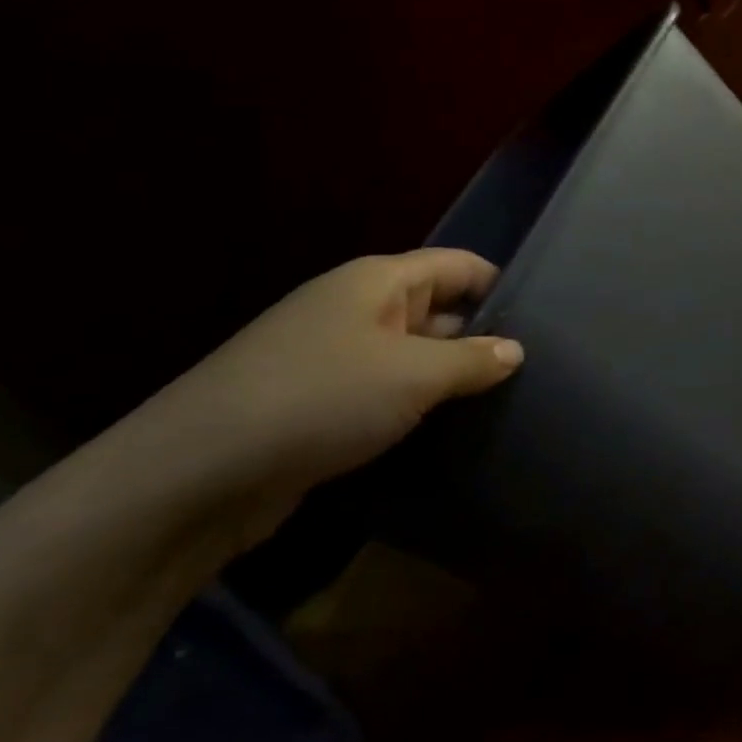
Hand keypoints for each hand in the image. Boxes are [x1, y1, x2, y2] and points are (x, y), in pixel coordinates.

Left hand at [104, 250, 523, 518]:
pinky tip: (451, 430)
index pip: (458, 265)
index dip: (501, 285)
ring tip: (507, 401)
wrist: (195, 475)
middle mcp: (357, 309)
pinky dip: (417, 405)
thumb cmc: (320, 399)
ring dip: (450, 376)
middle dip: (482, 335)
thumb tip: (515, 351)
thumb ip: (472, 360)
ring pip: (412, 355)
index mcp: (378, 281)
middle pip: (437, 308)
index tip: (546, 320)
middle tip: (537, 369)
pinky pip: (386, 392)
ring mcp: (335, 356)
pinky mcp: (320, 404)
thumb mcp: (412, 375)